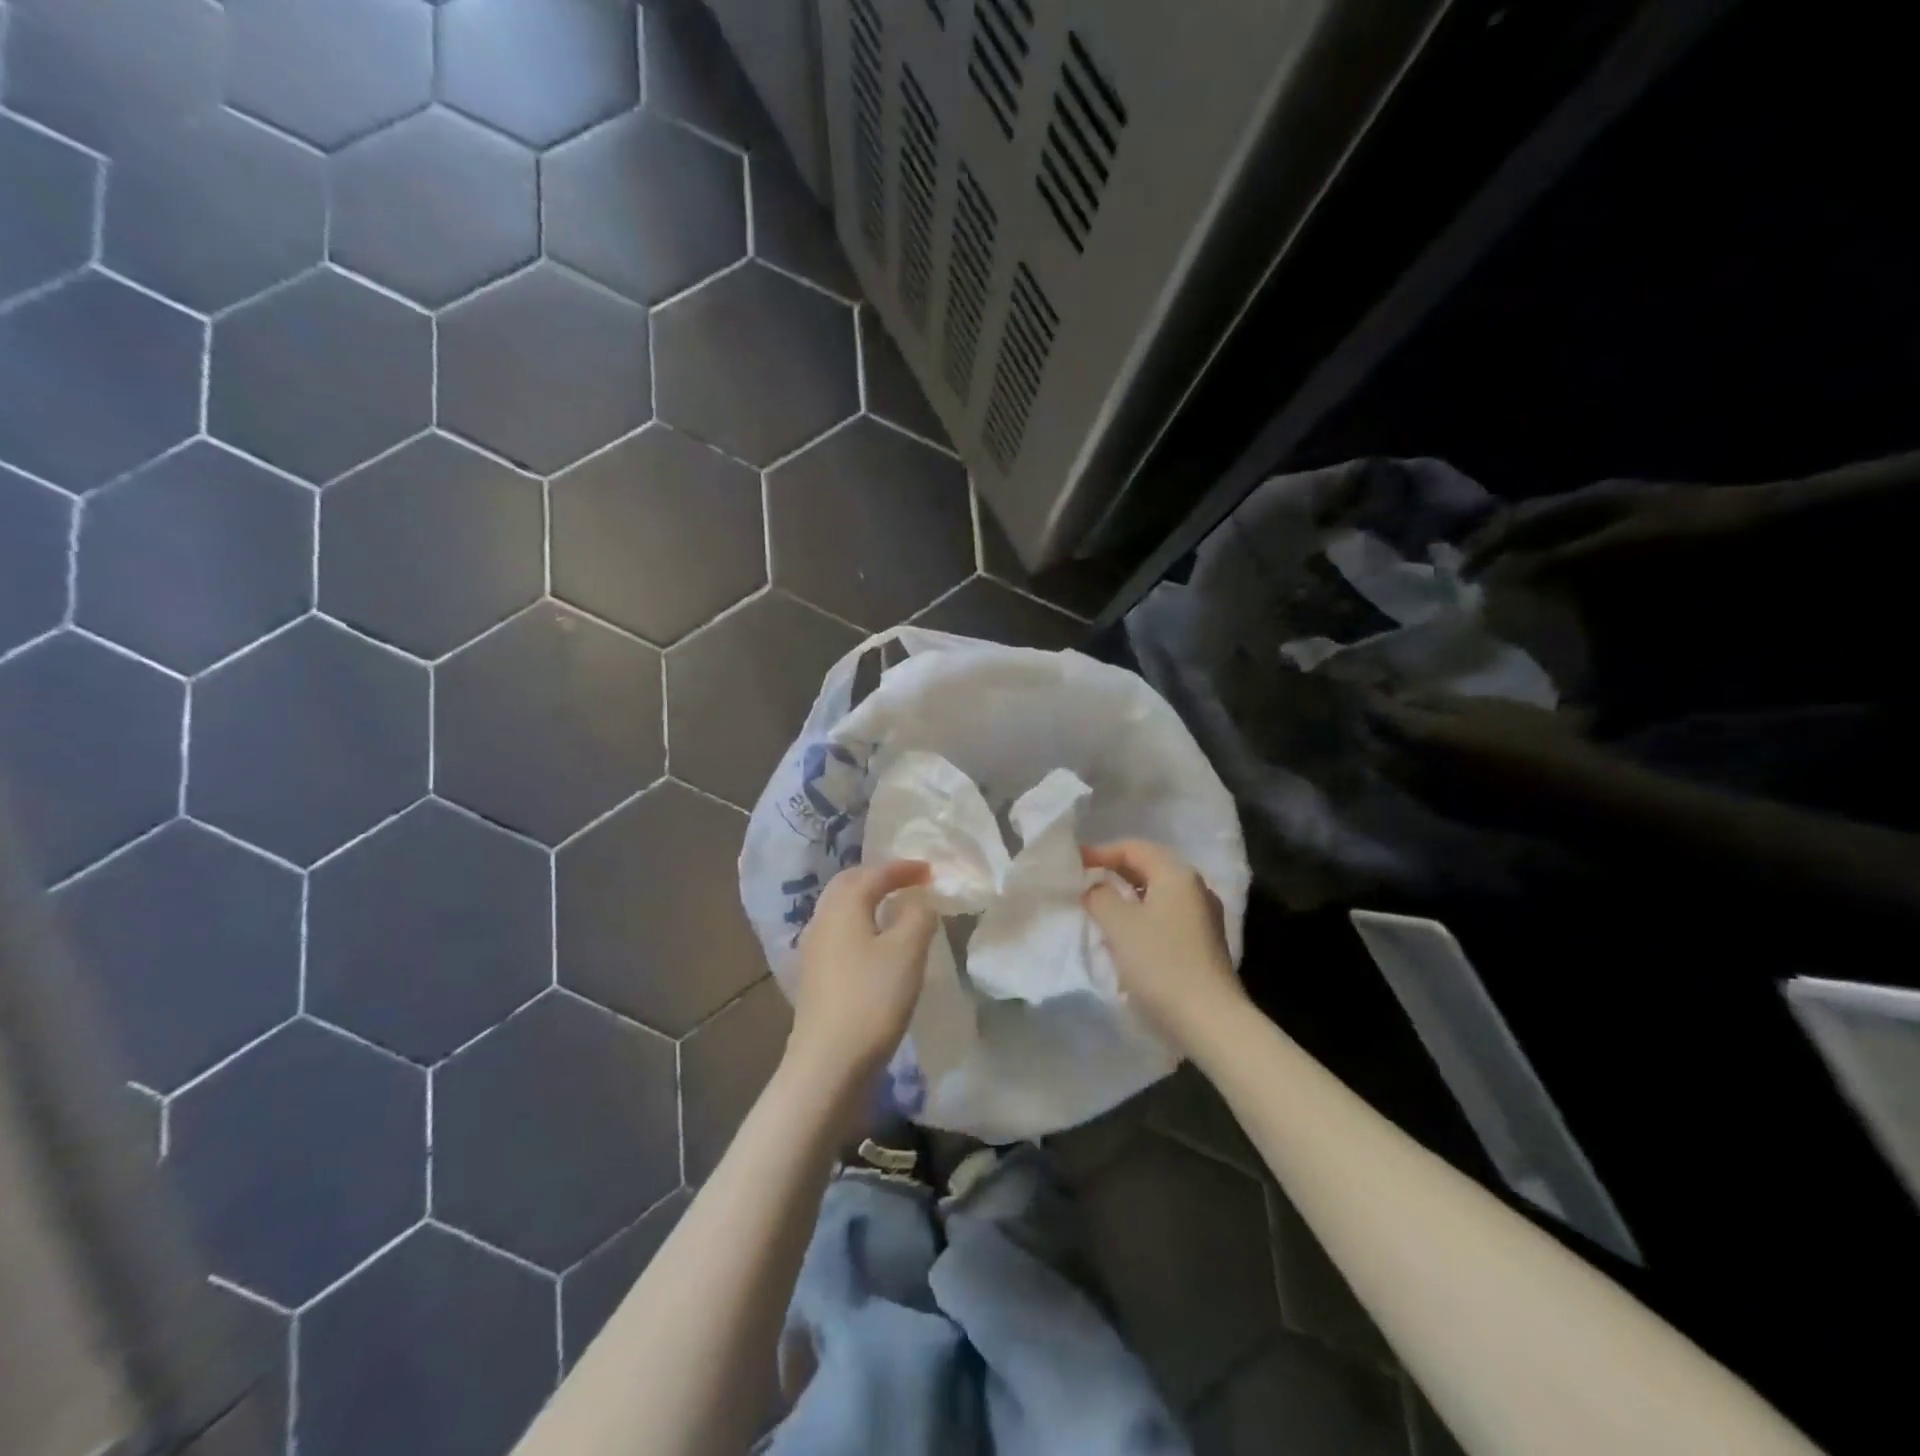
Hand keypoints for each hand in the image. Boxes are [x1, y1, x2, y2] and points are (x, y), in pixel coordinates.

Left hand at [787, 860, 937, 1084]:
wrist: (829, 1062)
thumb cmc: (872, 998)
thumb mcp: (907, 951)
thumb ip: (918, 916)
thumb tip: (919, 901)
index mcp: (842, 906)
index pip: (873, 873)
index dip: (903, 868)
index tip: (930, 870)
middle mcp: (821, 919)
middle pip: (849, 885)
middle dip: (879, 878)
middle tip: (908, 881)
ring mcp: (813, 949)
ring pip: (841, 910)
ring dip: (867, 902)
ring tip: (895, 909)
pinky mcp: (814, 976)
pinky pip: (839, 934)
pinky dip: (861, 926)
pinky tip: (876, 944)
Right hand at [1082, 841, 1243, 1049]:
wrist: (1210, 1021)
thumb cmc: (1161, 964)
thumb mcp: (1120, 925)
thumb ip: (1100, 897)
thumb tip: (1096, 888)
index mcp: (1177, 875)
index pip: (1134, 848)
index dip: (1101, 852)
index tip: (1073, 864)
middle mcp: (1196, 888)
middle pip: (1149, 867)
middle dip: (1115, 871)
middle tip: (1084, 882)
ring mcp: (1204, 917)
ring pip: (1158, 893)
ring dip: (1128, 895)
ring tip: (1100, 907)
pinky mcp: (1204, 943)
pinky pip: (1166, 915)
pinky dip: (1143, 915)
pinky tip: (1126, 934)